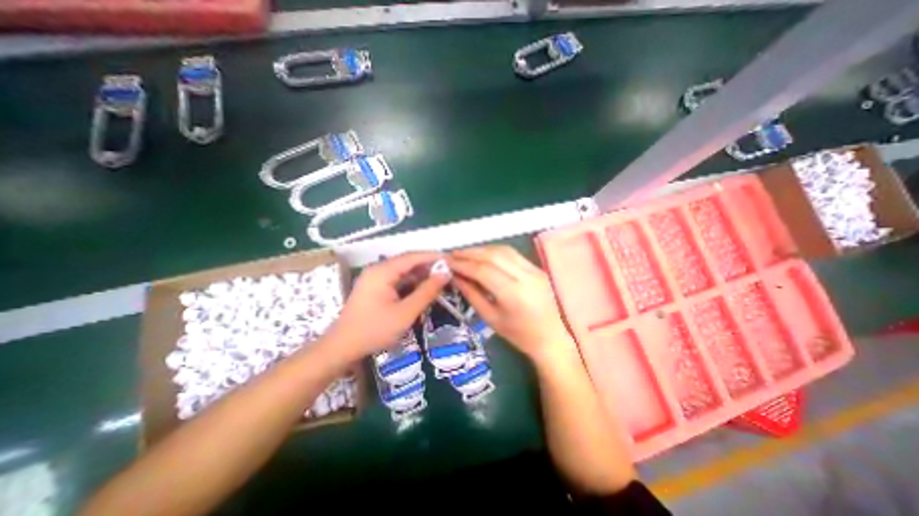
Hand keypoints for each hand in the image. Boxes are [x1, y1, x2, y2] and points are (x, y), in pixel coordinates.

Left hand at [324, 252, 450, 359]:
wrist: (342, 347)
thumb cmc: (374, 330)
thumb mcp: (405, 312)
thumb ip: (427, 292)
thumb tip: (445, 274)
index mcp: (382, 271)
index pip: (412, 257)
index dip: (433, 257)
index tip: (451, 260)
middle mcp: (378, 270)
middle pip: (408, 263)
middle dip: (428, 267)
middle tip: (448, 273)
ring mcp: (375, 278)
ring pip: (403, 272)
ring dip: (420, 276)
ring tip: (439, 282)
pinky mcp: (375, 288)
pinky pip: (397, 281)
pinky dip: (411, 284)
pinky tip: (422, 291)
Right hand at [446, 245, 572, 362]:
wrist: (552, 339)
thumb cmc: (519, 336)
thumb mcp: (491, 318)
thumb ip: (472, 294)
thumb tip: (455, 276)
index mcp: (514, 294)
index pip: (483, 270)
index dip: (463, 264)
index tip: (448, 262)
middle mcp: (526, 276)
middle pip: (493, 255)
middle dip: (470, 253)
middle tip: (453, 255)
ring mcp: (534, 270)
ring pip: (504, 250)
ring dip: (482, 250)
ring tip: (465, 254)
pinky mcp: (537, 268)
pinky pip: (513, 254)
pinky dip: (495, 251)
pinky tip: (484, 255)